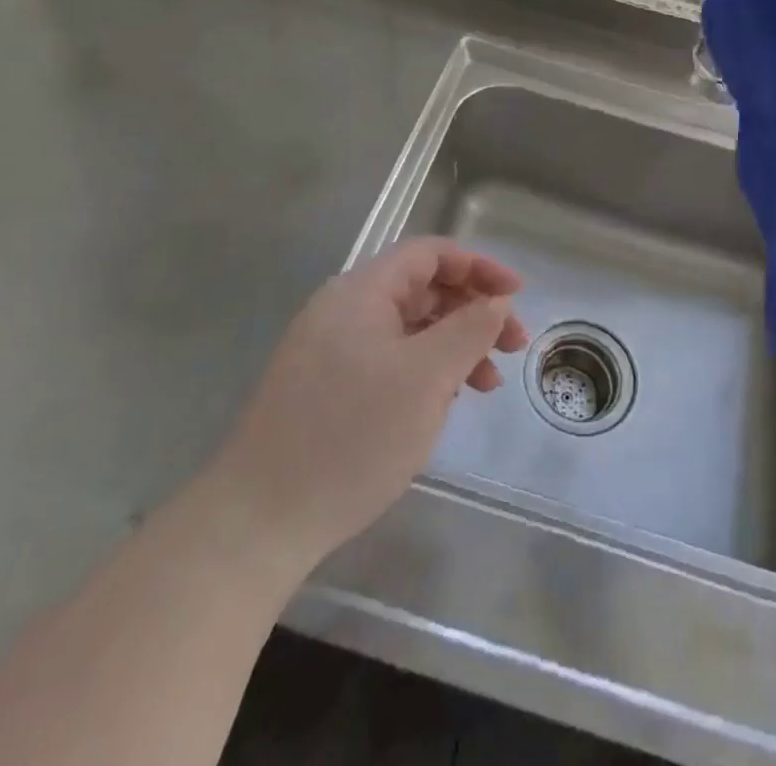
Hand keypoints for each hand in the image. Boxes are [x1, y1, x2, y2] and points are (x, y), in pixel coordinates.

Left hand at [211, 238, 527, 574]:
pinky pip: (390, 361)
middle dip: (472, 311)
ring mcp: (332, 350)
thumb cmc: (351, 435)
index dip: (478, 266)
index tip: (517, 295)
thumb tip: (497, 299)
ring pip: (409, 329)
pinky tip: (443, 404)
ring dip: (453, 346)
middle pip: (422, 289)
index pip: (430, 254)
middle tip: (512, 346)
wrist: (257, 521)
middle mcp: (344, 310)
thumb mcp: (426, 378)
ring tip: (487, 385)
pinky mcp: (328, 388)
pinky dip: (425, 372)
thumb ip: (469, 329)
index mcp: (361, 292)